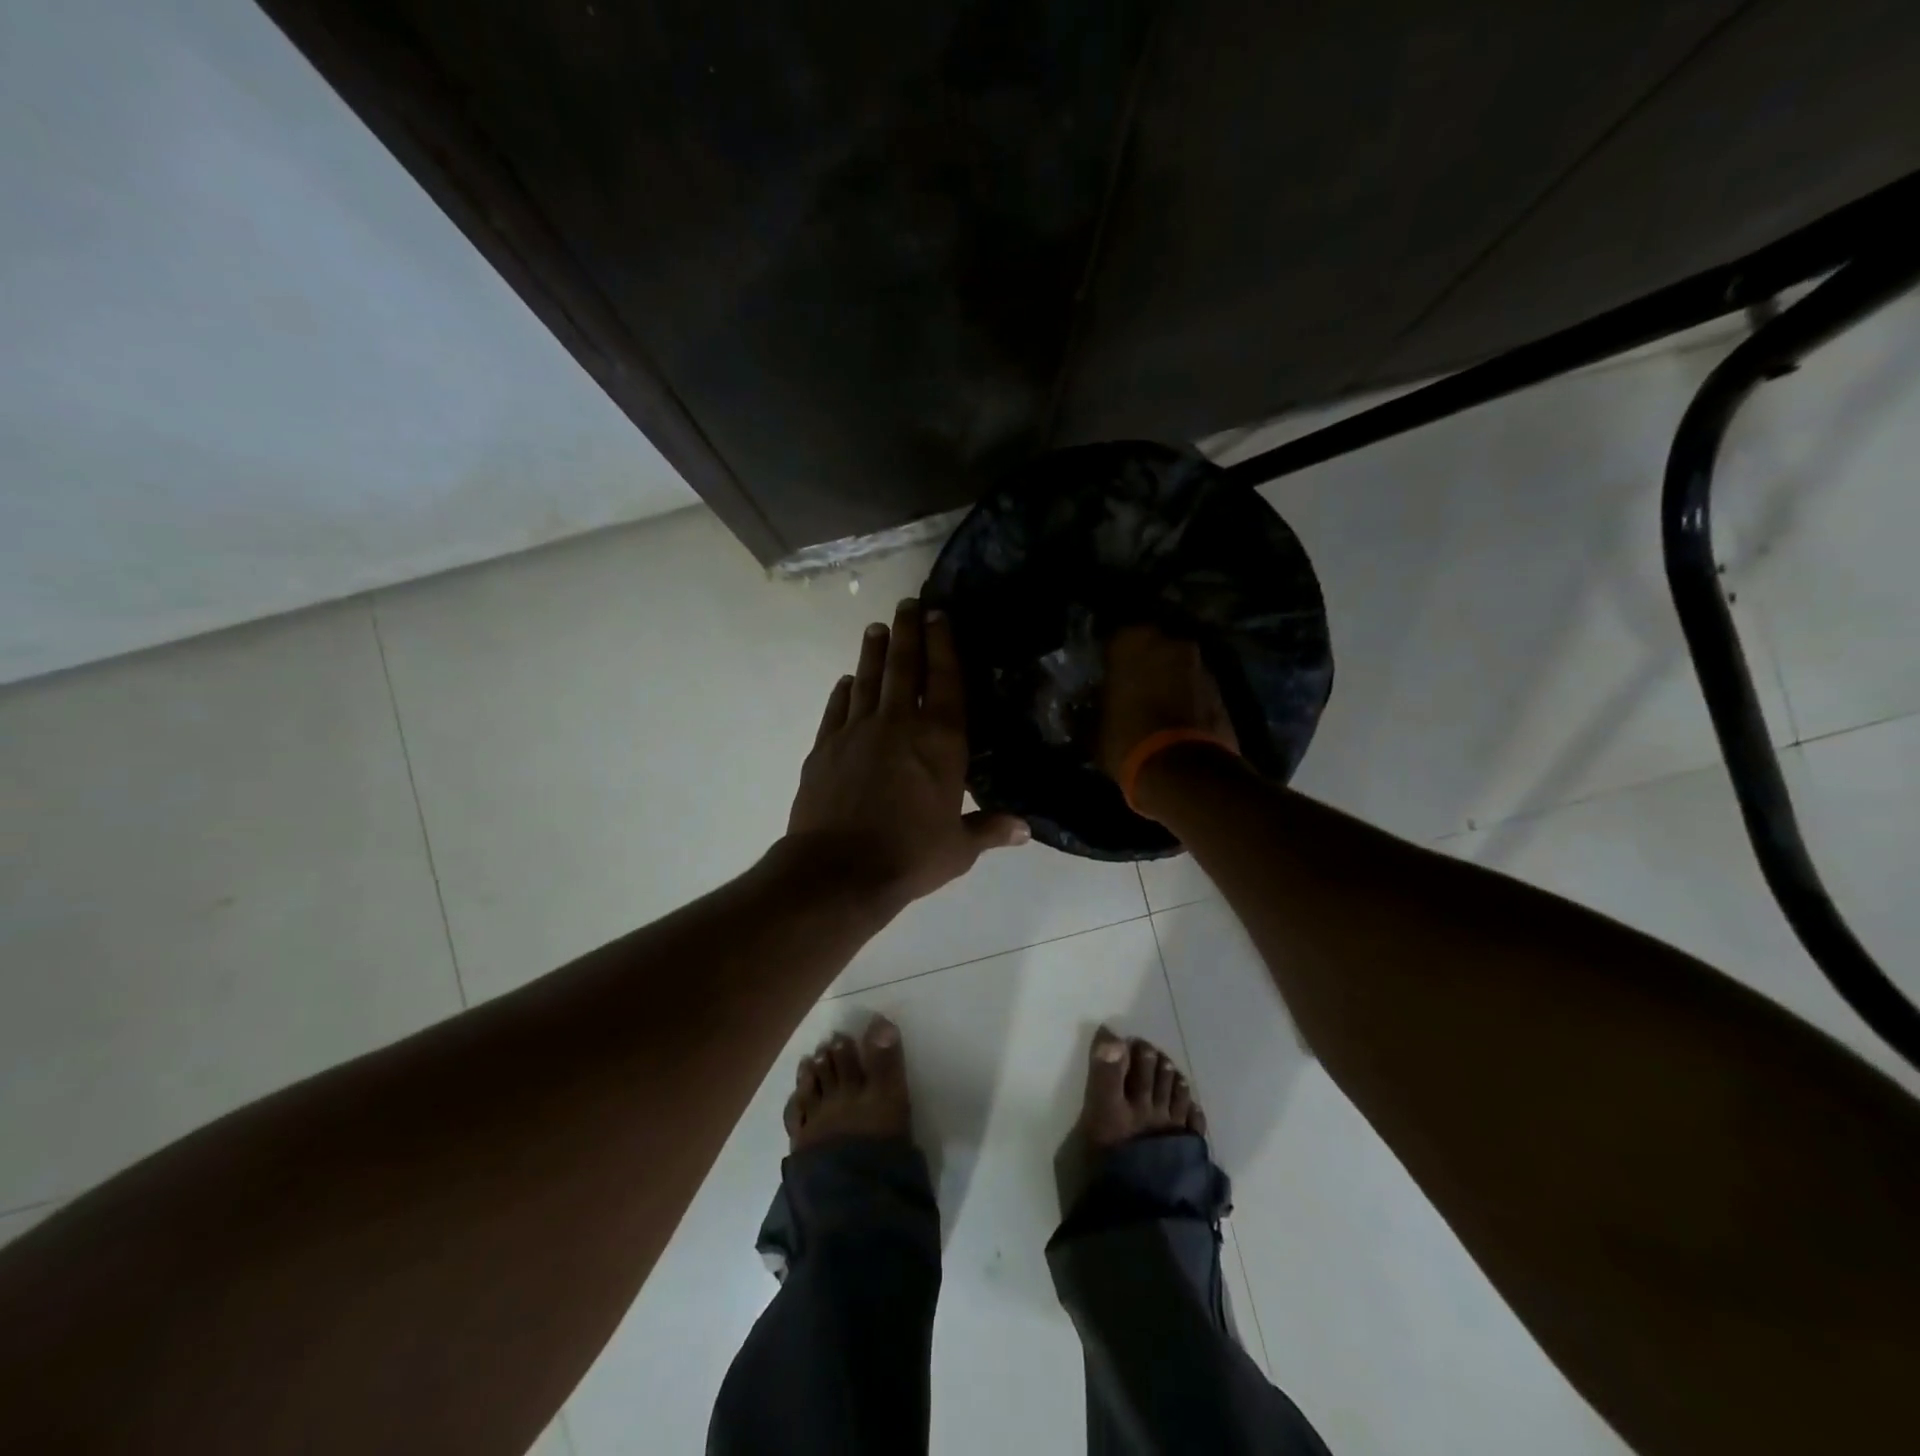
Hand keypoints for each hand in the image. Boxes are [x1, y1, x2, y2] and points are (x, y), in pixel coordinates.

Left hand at [788, 599, 1028, 913]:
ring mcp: (857, 731)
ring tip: (877, 628)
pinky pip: (836, 708)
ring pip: (868, 679)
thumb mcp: (958, 848)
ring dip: (874, 652)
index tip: (938, 616)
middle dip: (908, 632)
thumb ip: (989, 829)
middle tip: (907, 604)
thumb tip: (1024, 829)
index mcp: (940, 741)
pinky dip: (843, 691)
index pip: (945, 680)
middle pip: (904, 667)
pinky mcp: (825, 746)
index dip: (944, 644)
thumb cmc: (910, 856)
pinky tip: (846, 681)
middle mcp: (899, 724)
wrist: (838, 870)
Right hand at [1096, 624, 1238, 783]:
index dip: (1108, 660)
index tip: (1102, 677)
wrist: (1183, 771)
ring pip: (1174, 665)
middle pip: (1149, 647)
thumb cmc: (1127, 741)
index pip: (1113, 640)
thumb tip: (1072, 712)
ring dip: (1165, 679)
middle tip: (1127, 689)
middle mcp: (1168, 642)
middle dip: (1140, 665)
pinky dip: (1184, 696)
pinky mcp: (1219, 688)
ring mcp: (1198, 664)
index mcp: (1131, 642)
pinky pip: (1193, 685)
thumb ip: (1082, 713)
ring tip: (1152, 705)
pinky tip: (1173, 718)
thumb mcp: (1091, 732)